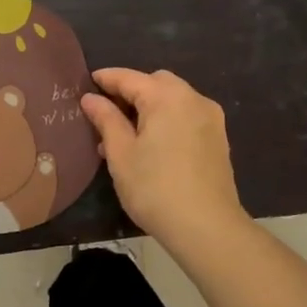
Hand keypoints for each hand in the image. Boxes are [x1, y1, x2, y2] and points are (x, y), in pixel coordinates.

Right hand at [81, 69, 245, 250]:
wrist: (207, 227)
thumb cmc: (155, 188)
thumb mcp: (121, 154)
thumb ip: (106, 120)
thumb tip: (91, 98)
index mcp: (167, 97)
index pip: (130, 78)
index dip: (106, 79)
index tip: (87, 82)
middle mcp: (193, 99)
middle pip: (157, 83)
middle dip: (131, 91)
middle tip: (107, 112)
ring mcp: (210, 119)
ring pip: (174, 100)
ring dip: (149, 108)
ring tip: (125, 136)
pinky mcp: (218, 139)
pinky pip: (187, 117)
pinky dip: (167, 120)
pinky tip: (151, 146)